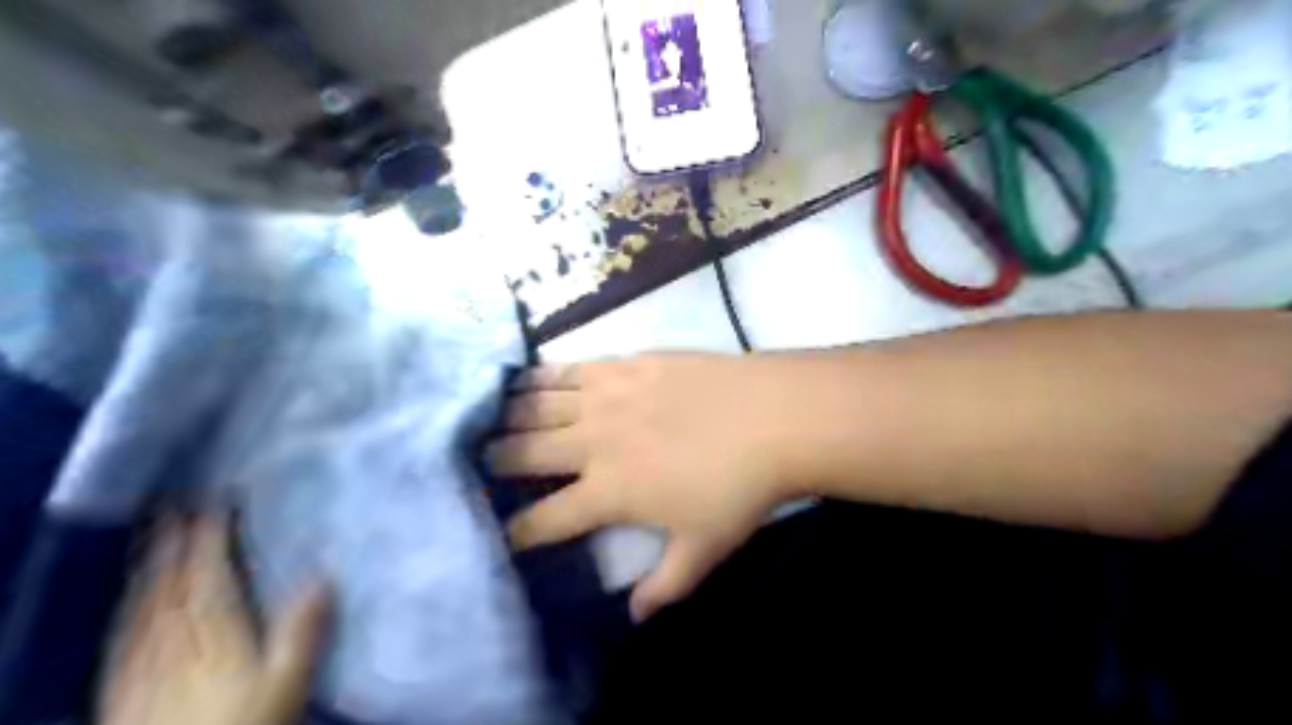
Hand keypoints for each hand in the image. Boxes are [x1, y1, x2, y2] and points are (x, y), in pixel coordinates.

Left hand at [100, 514, 331, 723]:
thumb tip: (325, 573)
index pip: (209, 577)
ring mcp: (144, 667)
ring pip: (143, 608)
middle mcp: (175, 643)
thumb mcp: (288, 680)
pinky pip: (123, 638)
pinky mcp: (123, 691)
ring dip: (148, 569)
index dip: (210, 539)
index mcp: (216, 636)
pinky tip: (129, 603)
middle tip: (175, 508)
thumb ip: (303, 630)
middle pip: (171, 587)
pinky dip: (128, 609)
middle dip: (173, 545)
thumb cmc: (246, 724)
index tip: (217, 505)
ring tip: (151, 541)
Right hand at [491, 355, 791, 620]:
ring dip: (508, 414)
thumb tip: (636, 617)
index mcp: (608, 492)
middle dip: (494, 462)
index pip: (543, 519)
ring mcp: (605, 397)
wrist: (771, 417)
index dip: (514, 530)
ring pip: (537, 404)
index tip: (498, 533)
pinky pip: (568, 368)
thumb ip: (666, 587)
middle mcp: (593, 443)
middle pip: (524, 452)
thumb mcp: (705, 549)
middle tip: (480, 462)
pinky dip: (540, 375)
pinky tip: (526, 377)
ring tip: (489, 418)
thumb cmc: (740, 488)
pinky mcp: (624, 364)